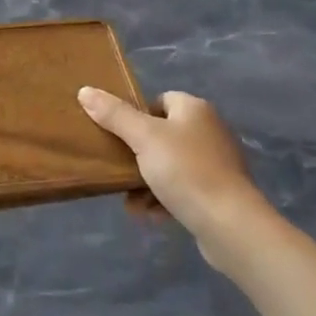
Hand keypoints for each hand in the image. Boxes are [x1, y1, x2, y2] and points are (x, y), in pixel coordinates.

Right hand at [78, 88, 268, 253]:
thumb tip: (85, 90)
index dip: (137, 115)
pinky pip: (183, 190)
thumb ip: (114, 114)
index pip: (160, 100)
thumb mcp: (143, 138)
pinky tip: (150, 215)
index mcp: (195, 109)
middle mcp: (209, 131)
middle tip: (118, 169)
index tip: (119, 135)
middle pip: (162, 135)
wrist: (230, 225)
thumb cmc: (186, 171)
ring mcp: (216, 164)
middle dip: (137, 155)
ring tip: (131, 200)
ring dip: (146, 182)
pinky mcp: (219, 194)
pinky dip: (164, 200)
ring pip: (169, 166)